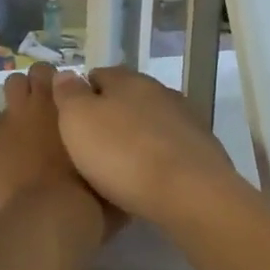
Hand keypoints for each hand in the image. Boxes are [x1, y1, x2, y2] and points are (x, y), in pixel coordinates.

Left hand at [0, 63, 97, 219]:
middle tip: (51, 105)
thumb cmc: (89, 199)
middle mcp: (42, 104)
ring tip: (30, 120)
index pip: (68, 78)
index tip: (75, 101)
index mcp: (73, 107)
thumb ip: (108, 152)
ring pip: (13, 87)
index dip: (70, 88)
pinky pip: (1, 123)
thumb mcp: (110, 175)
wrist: (47, 221)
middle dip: (42, 82)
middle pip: (37, 72)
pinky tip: (17, 150)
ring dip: (21, 97)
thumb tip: (116, 151)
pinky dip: (9, 130)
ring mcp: (14, 121)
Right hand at [51, 66, 243, 226]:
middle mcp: (159, 90)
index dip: (81, 95)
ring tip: (121, 165)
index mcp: (126, 78)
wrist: (191, 195)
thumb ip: (68, 93)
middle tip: (92, 145)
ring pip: (150, 121)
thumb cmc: (122, 153)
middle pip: (126, 97)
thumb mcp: (77, 120)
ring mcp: (186, 118)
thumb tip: (65, 74)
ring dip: (137, 135)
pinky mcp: (204, 148)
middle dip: (111, 115)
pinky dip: (159, 156)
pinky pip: (171, 146)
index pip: (97, 75)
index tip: (71, 121)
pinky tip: (150, 178)